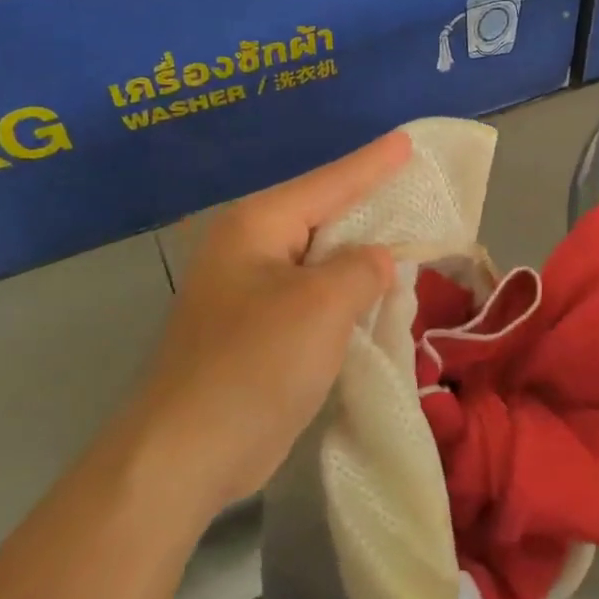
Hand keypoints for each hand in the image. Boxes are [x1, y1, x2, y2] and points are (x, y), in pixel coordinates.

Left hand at [142, 131, 411, 509]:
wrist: (184, 456)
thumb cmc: (254, 365)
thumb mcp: (322, 306)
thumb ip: (361, 269)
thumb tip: (376, 261)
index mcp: (257, 227)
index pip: (328, 183)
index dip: (373, 164)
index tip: (407, 141)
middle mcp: (248, 250)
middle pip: (322, 216)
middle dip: (368, 207)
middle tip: (414, 188)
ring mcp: (248, 293)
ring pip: (319, 260)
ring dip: (359, 257)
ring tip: (406, 238)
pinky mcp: (256, 332)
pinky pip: (312, 297)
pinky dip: (345, 295)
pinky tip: (374, 295)